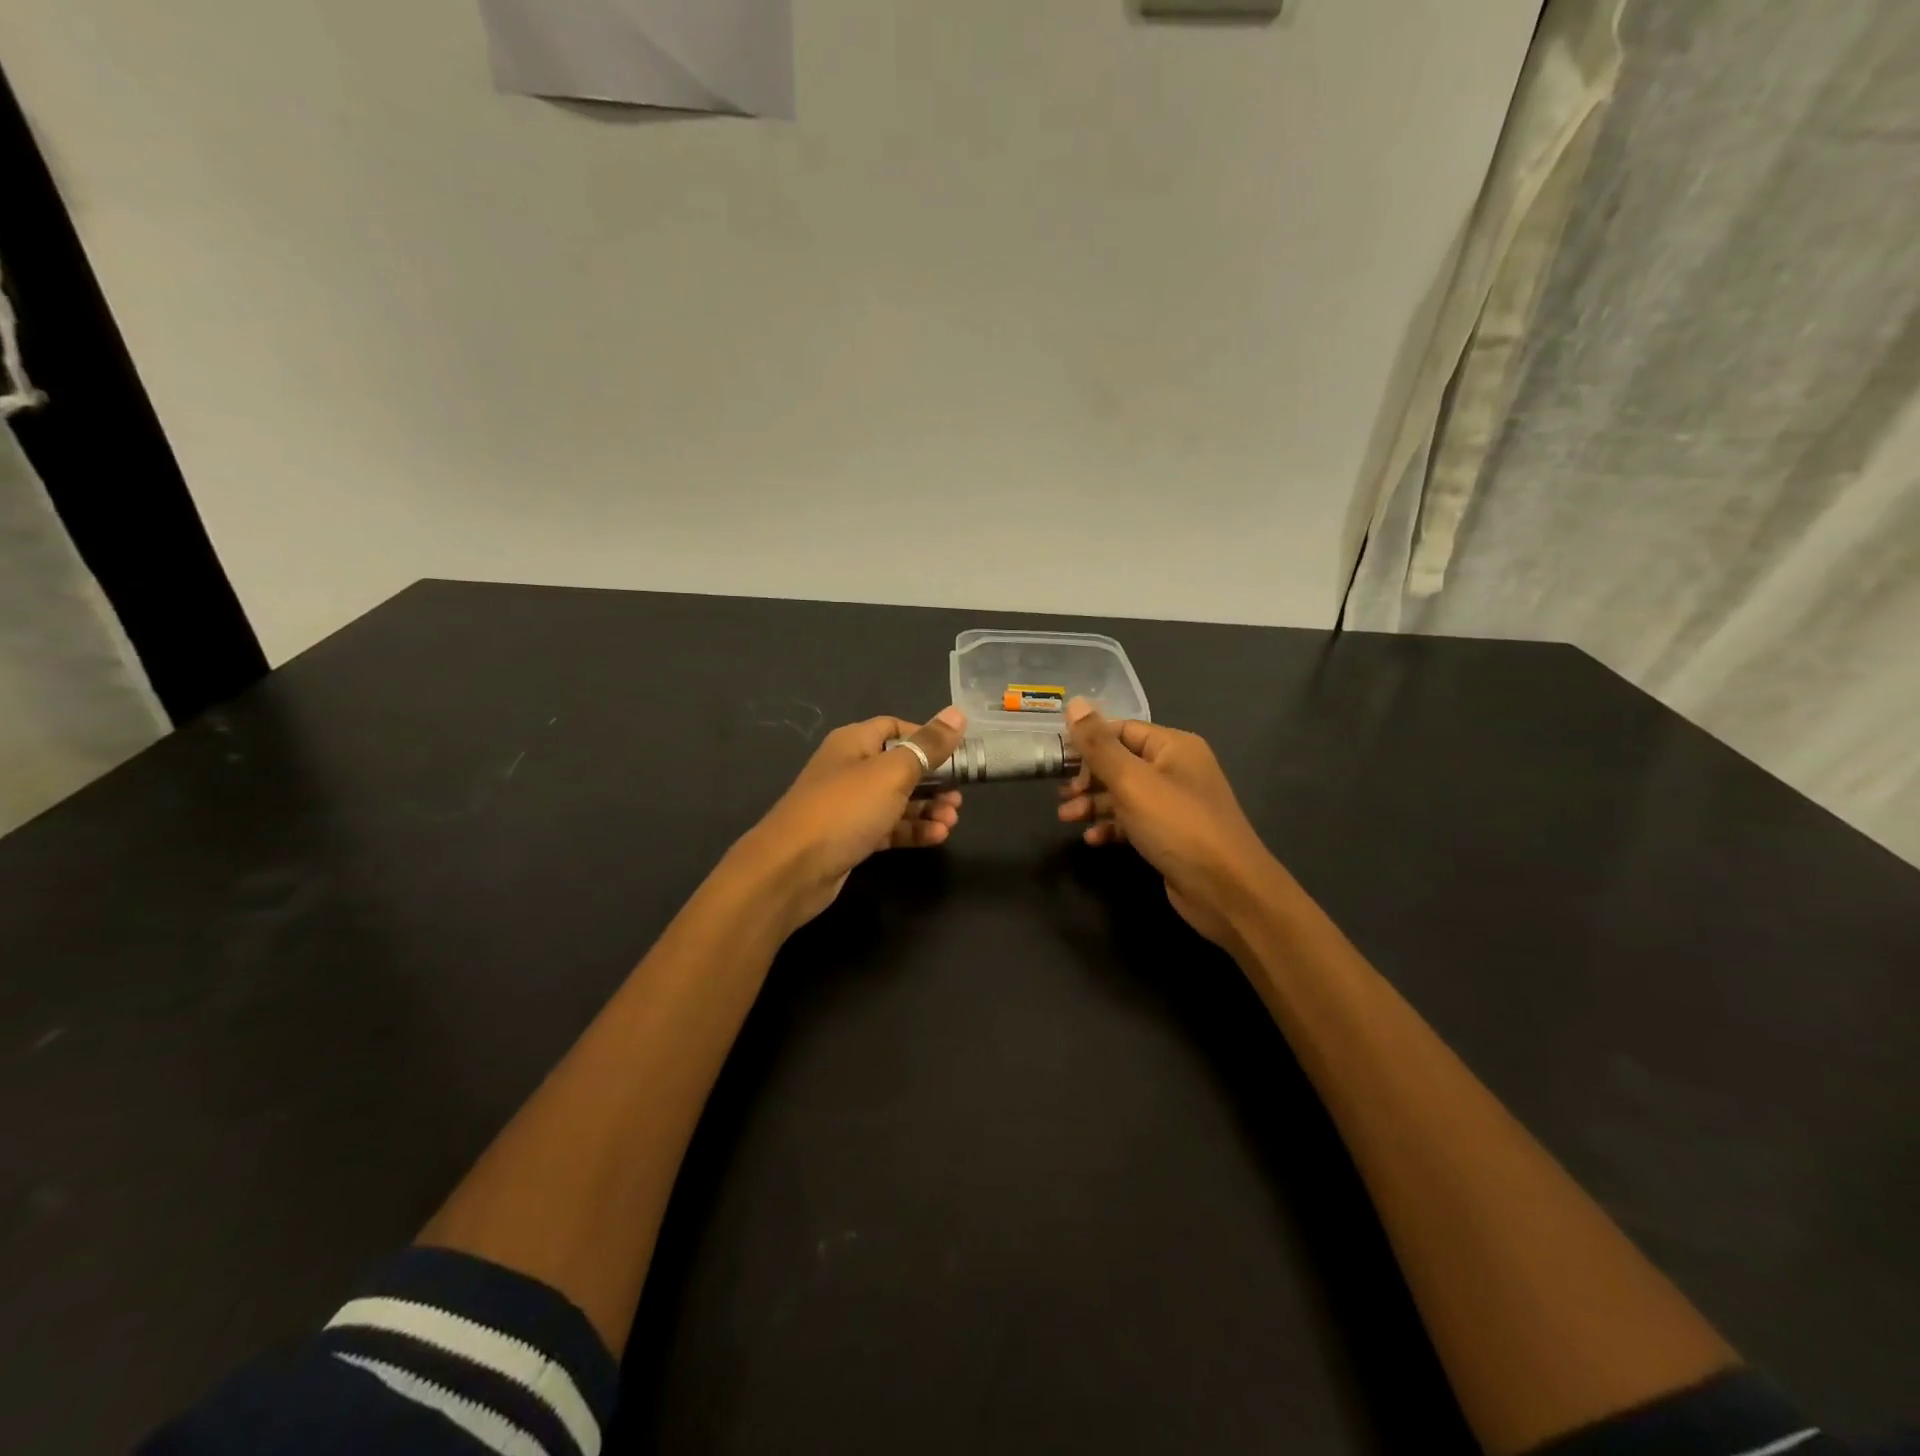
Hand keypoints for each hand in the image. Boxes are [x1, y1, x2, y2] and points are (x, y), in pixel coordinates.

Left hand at [731, 707, 967, 935]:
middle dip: (934, 780)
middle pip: (900, 766)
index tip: (957, 754)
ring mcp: (849, 806)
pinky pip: (888, 828)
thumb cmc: (845, 809)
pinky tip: (937, 837)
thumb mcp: (893, 772)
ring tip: (952, 820)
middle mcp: (850, 769)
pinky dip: (912, 830)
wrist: (791, 869)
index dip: (927, 738)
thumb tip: (958, 713)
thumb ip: (928, 745)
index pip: (896, 728)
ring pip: (897, 800)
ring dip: (927, 808)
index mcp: (854, 742)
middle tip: (959, 796)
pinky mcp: (851, 837)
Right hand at [1058, 699, 1280, 952]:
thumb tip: (1074, 702)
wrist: (1226, 890)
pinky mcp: (1170, 835)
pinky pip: (1134, 822)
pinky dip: (1112, 827)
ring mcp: (1175, 804)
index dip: (1088, 740)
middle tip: (1060, 792)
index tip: (1056, 756)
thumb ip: (1099, 744)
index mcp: (1173, 746)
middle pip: (1121, 762)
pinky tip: (1092, 839)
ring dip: (1094, 803)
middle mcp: (1176, 769)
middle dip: (1088, 776)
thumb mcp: (1131, 781)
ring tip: (1066, 817)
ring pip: (1124, 794)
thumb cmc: (1177, 825)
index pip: (1122, 729)